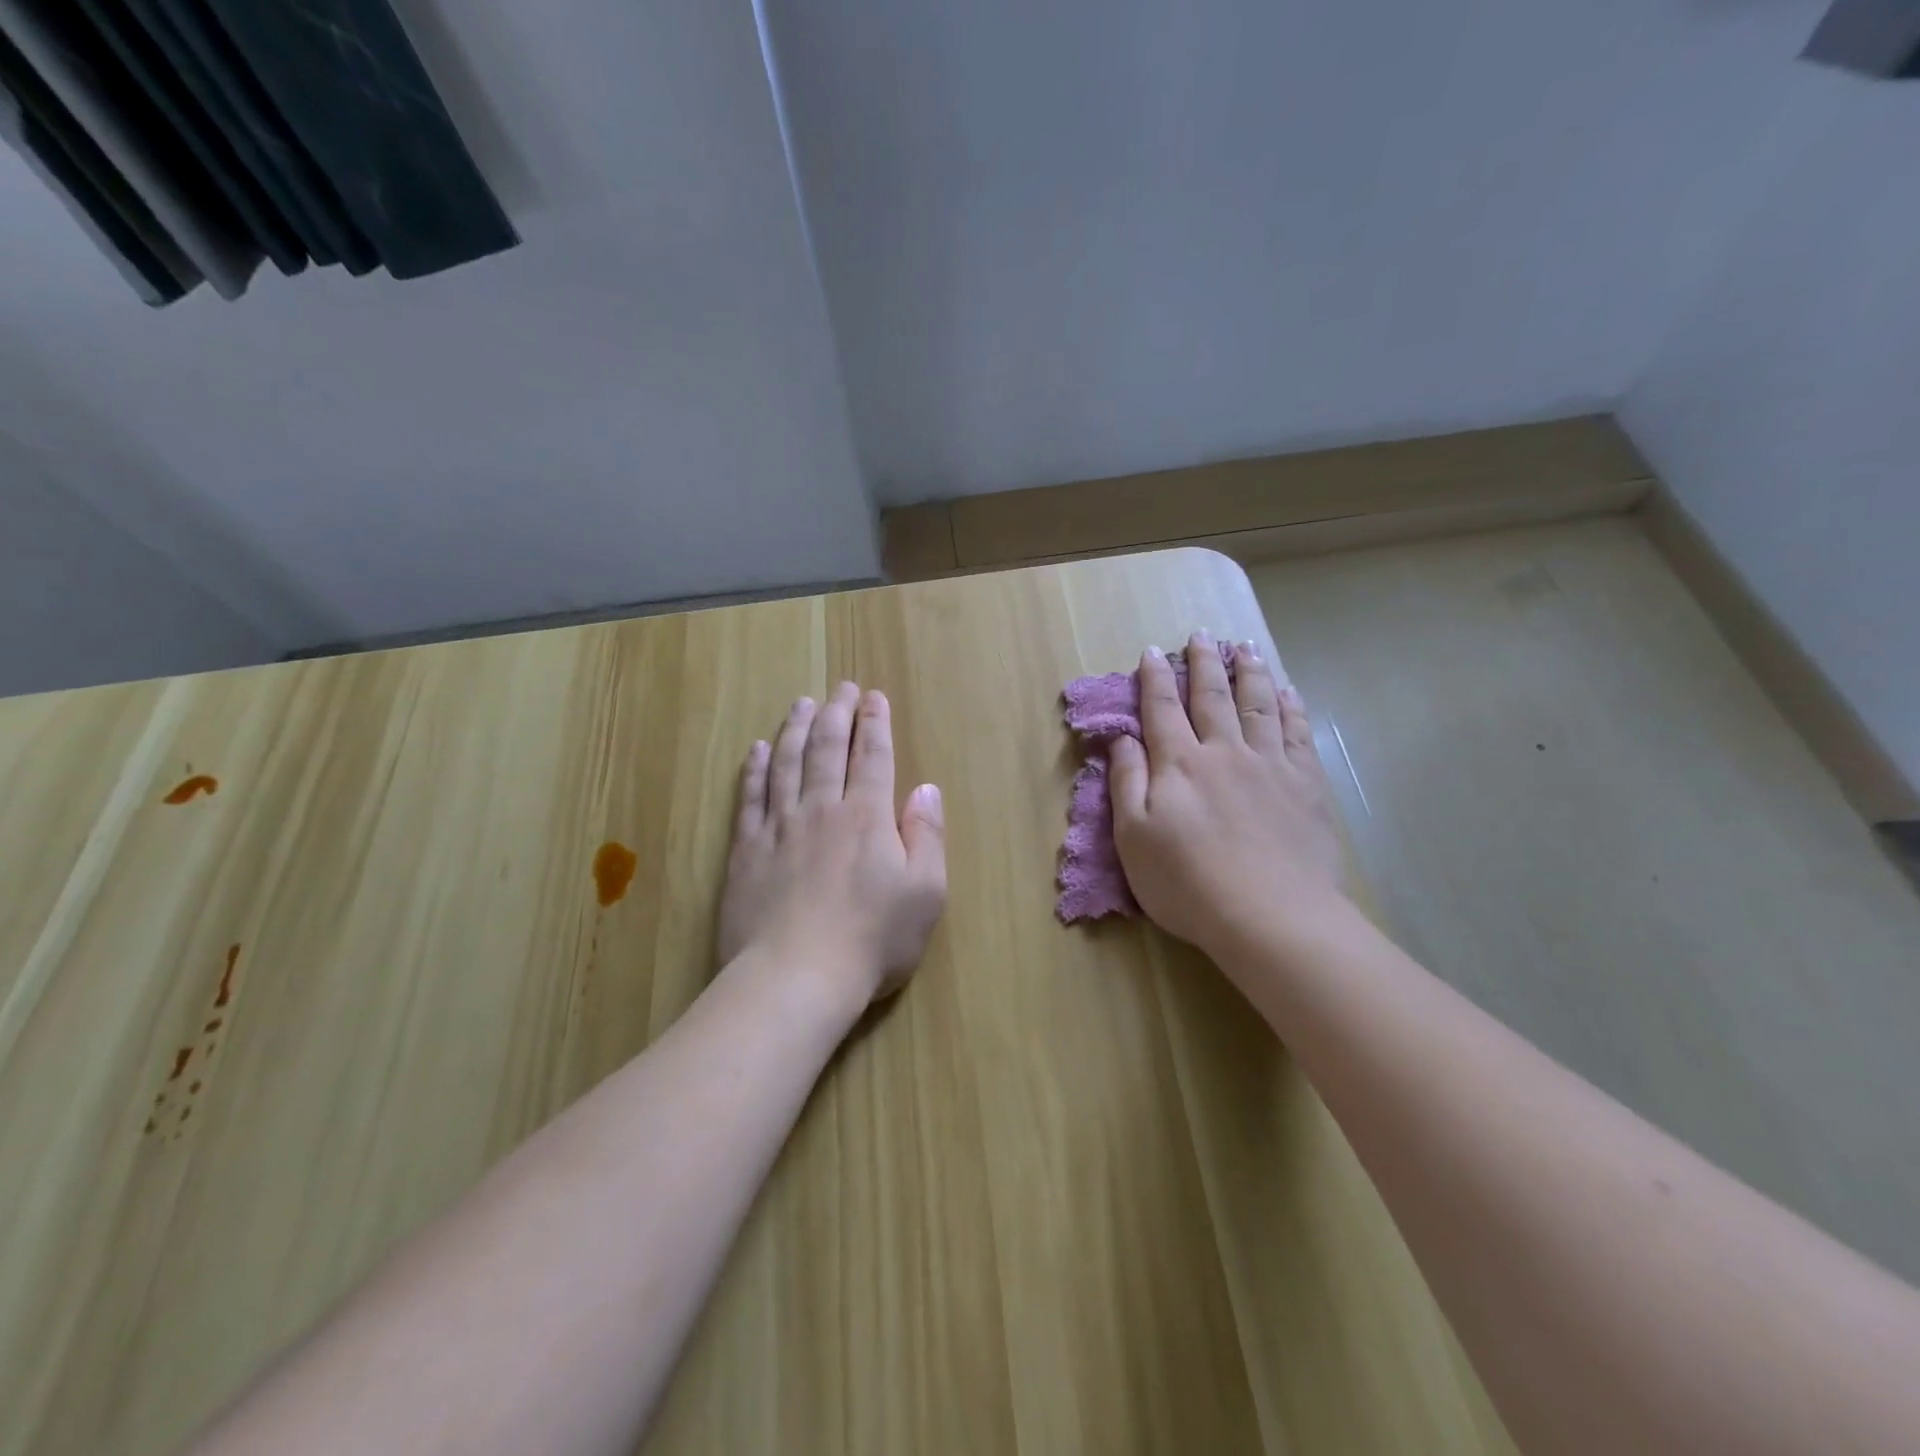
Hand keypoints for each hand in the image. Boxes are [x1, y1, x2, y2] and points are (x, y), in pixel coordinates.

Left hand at [718, 682, 947, 1008]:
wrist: (795, 978)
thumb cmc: (872, 940)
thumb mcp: (925, 893)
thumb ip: (927, 835)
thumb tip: (926, 788)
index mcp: (868, 816)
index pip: (873, 756)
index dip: (875, 723)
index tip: (873, 697)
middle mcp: (822, 808)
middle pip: (828, 748)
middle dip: (837, 713)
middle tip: (841, 688)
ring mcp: (780, 827)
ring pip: (787, 763)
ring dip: (796, 729)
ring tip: (801, 703)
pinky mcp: (747, 850)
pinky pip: (750, 797)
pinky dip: (755, 769)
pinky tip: (757, 750)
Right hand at [1108, 633, 1345, 962]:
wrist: (1270, 917)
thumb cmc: (1188, 883)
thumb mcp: (1133, 838)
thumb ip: (1127, 782)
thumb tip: (1121, 738)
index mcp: (1179, 764)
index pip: (1162, 709)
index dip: (1155, 678)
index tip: (1152, 652)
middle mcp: (1224, 752)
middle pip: (1213, 697)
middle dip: (1204, 663)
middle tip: (1201, 635)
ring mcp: (1270, 765)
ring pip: (1258, 705)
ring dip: (1250, 672)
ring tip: (1245, 647)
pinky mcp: (1306, 784)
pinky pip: (1297, 732)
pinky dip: (1291, 707)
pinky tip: (1288, 692)